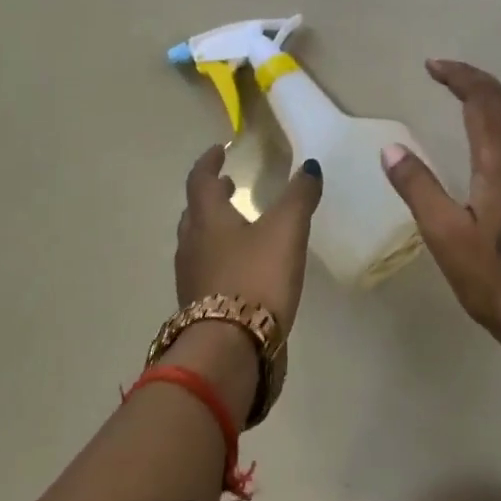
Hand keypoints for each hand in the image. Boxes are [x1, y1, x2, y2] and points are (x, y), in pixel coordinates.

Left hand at [174, 144, 323, 335]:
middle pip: (194, 211)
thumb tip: (310, 166)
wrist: (229, 350)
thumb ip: (298, 196)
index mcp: (207, 218)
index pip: (200, 180)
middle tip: (228, 186)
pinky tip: (241, 268)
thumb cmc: (256, 277)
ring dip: (213, 227)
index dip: (209, 162)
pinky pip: (204, 270)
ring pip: (197, 242)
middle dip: (211, 195)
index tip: (220, 149)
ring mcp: (191, 278)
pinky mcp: (198, 308)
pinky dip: (218, 257)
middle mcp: (191, 244)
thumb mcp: (286, 230)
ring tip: (237, 225)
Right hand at [380, 60, 500, 356]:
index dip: (459, 77)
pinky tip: (498, 138)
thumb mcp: (446, 238)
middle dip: (477, 81)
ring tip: (468, 96)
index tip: (433, 66)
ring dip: (496, 99)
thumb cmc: (497, 282)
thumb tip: (391, 148)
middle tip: (445, 73)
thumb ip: (418, 188)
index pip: (483, 102)